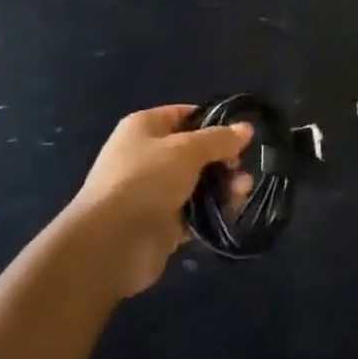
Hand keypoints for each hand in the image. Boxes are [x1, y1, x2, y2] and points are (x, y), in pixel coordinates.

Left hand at [71, 105, 253, 297]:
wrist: (111, 243)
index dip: (214, 122)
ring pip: (197, 183)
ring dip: (222, 186)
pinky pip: (194, 213)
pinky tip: (233, 212)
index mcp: (145, 127)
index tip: (241, 135)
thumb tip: (246, 128)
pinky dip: (213, 212)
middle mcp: (148, 156)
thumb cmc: (146, 179)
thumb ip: (218, 139)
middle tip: (242, 169)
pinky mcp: (162, 225)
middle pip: (194, 152)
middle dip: (222, 159)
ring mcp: (155, 192)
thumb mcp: (186, 150)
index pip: (185, 115)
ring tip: (243, 191)